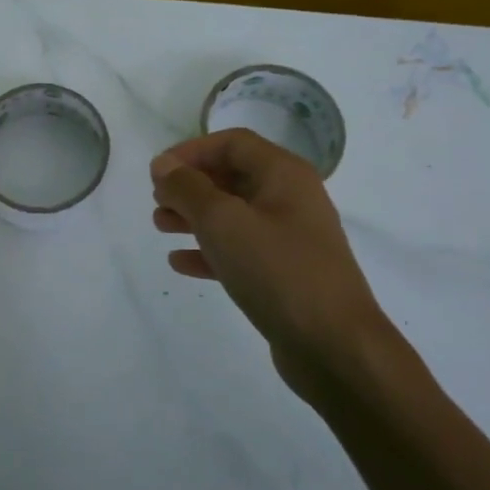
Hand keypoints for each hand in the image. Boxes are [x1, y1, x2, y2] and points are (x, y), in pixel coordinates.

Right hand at [151, 129, 419, 403]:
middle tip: (157, 202)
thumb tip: (163, 164)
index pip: (232, 143)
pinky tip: (179, 262)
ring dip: (194, 217)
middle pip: (232, 177)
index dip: (191, 151)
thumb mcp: (223, 221)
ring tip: (159, 227)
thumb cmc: (277, 270)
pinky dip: (209, 250)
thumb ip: (188, 188)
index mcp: (284, 175)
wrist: (333, 345)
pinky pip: (240, 251)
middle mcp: (290, 199)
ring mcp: (289, 239)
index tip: (157, 172)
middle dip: (190, 186)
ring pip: (233, 215)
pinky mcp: (283, 274)